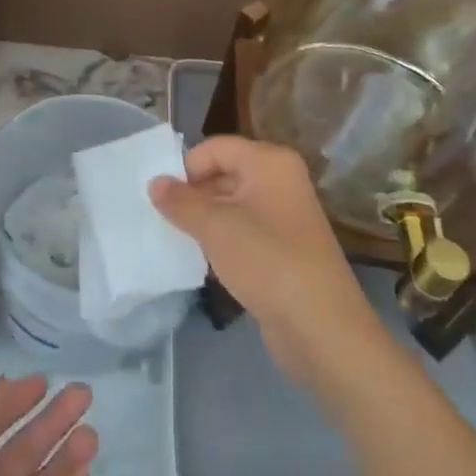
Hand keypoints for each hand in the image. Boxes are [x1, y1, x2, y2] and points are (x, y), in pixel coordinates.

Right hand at [151, 136, 381, 395]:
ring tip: (175, 238)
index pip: (216, 148)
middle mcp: (280, 180)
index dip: (187, 167)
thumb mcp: (214, 227)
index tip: (161, 197)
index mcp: (269, 162)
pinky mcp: (283, 248)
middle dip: (192, 194)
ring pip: (232, 205)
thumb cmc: (267, 261)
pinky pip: (243, 231)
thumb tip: (154, 182)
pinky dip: (221, 240)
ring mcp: (284, 215)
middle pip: (224, 173)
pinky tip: (201, 260)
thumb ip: (180, 202)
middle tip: (162, 217)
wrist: (321, 327)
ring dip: (203, 219)